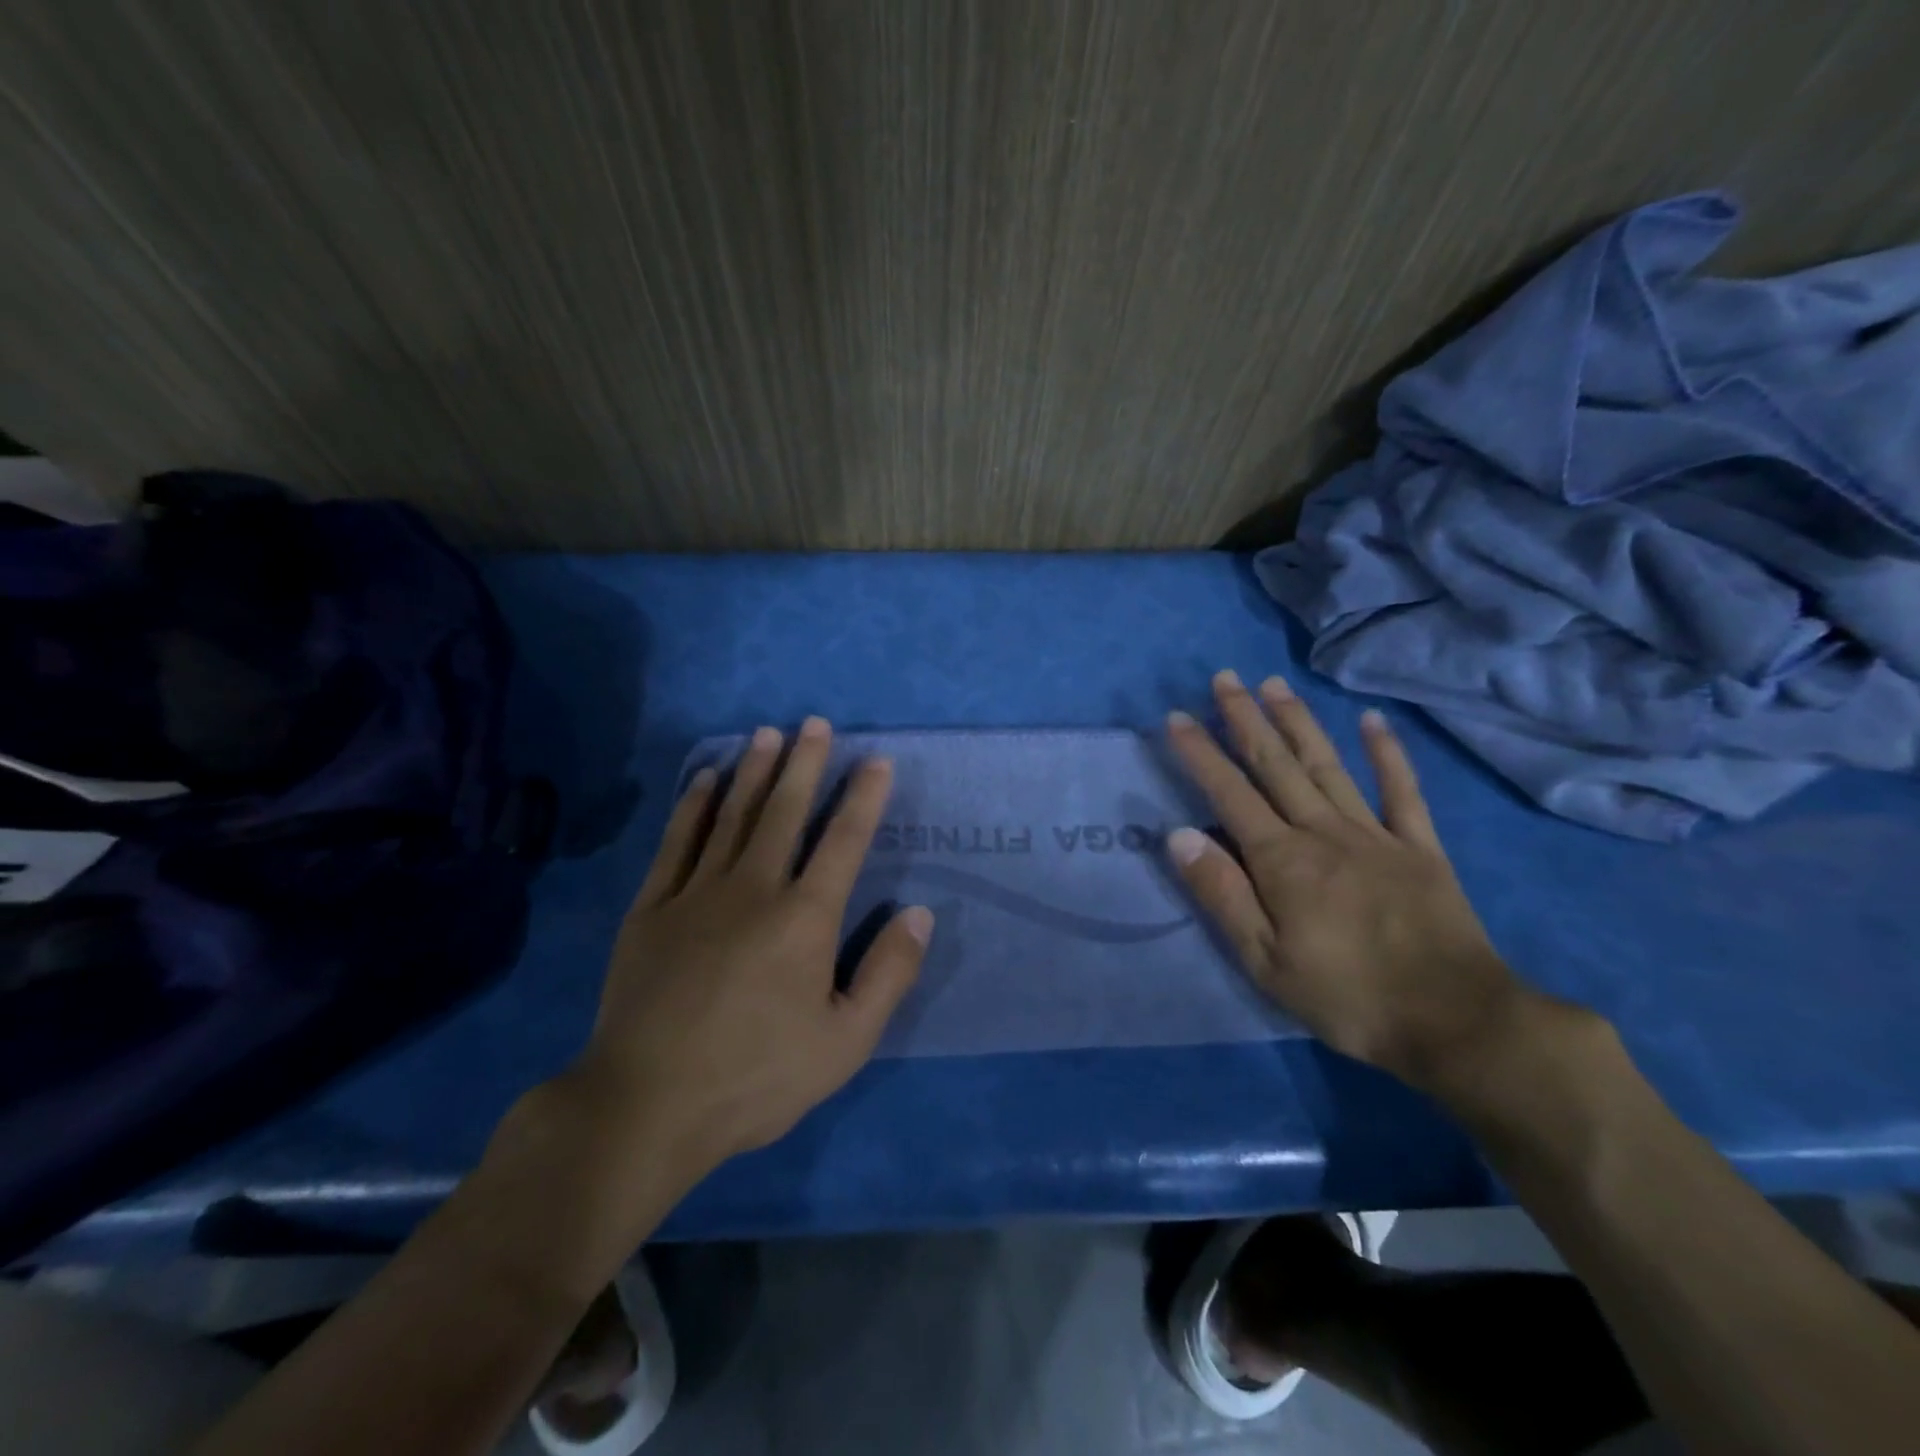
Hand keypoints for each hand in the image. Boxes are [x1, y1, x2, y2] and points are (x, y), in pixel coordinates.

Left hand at [564, 716, 930, 1172]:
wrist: (647, 1105)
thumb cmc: (757, 1076)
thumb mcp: (846, 1042)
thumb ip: (888, 973)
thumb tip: (920, 913)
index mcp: (805, 919)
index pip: (843, 842)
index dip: (864, 798)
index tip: (876, 761)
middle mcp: (754, 889)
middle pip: (784, 812)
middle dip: (805, 764)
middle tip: (815, 723)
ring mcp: (696, 893)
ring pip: (732, 816)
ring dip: (753, 771)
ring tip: (767, 734)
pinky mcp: (651, 908)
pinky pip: (677, 842)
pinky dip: (692, 806)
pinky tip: (704, 780)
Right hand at [1164, 670, 1528, 1092]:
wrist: (1457, 1023)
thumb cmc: (1348, 997)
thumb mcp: (1265, 961)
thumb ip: (1222, 894)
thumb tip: (1180, 835)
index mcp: (1282, 861)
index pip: (1229, 793)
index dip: (1201, 753)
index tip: (1177, 716)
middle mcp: (1323, 832)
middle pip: (1277, 765)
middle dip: (1246, 719)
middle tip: (1225, 678)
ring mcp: (1376, 835)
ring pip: (1328, 766)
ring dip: (1298, 722)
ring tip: (1275, 685)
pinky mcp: (1420, 848)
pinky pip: (1403, 791)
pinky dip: (1388, 754)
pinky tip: (1374, 722)